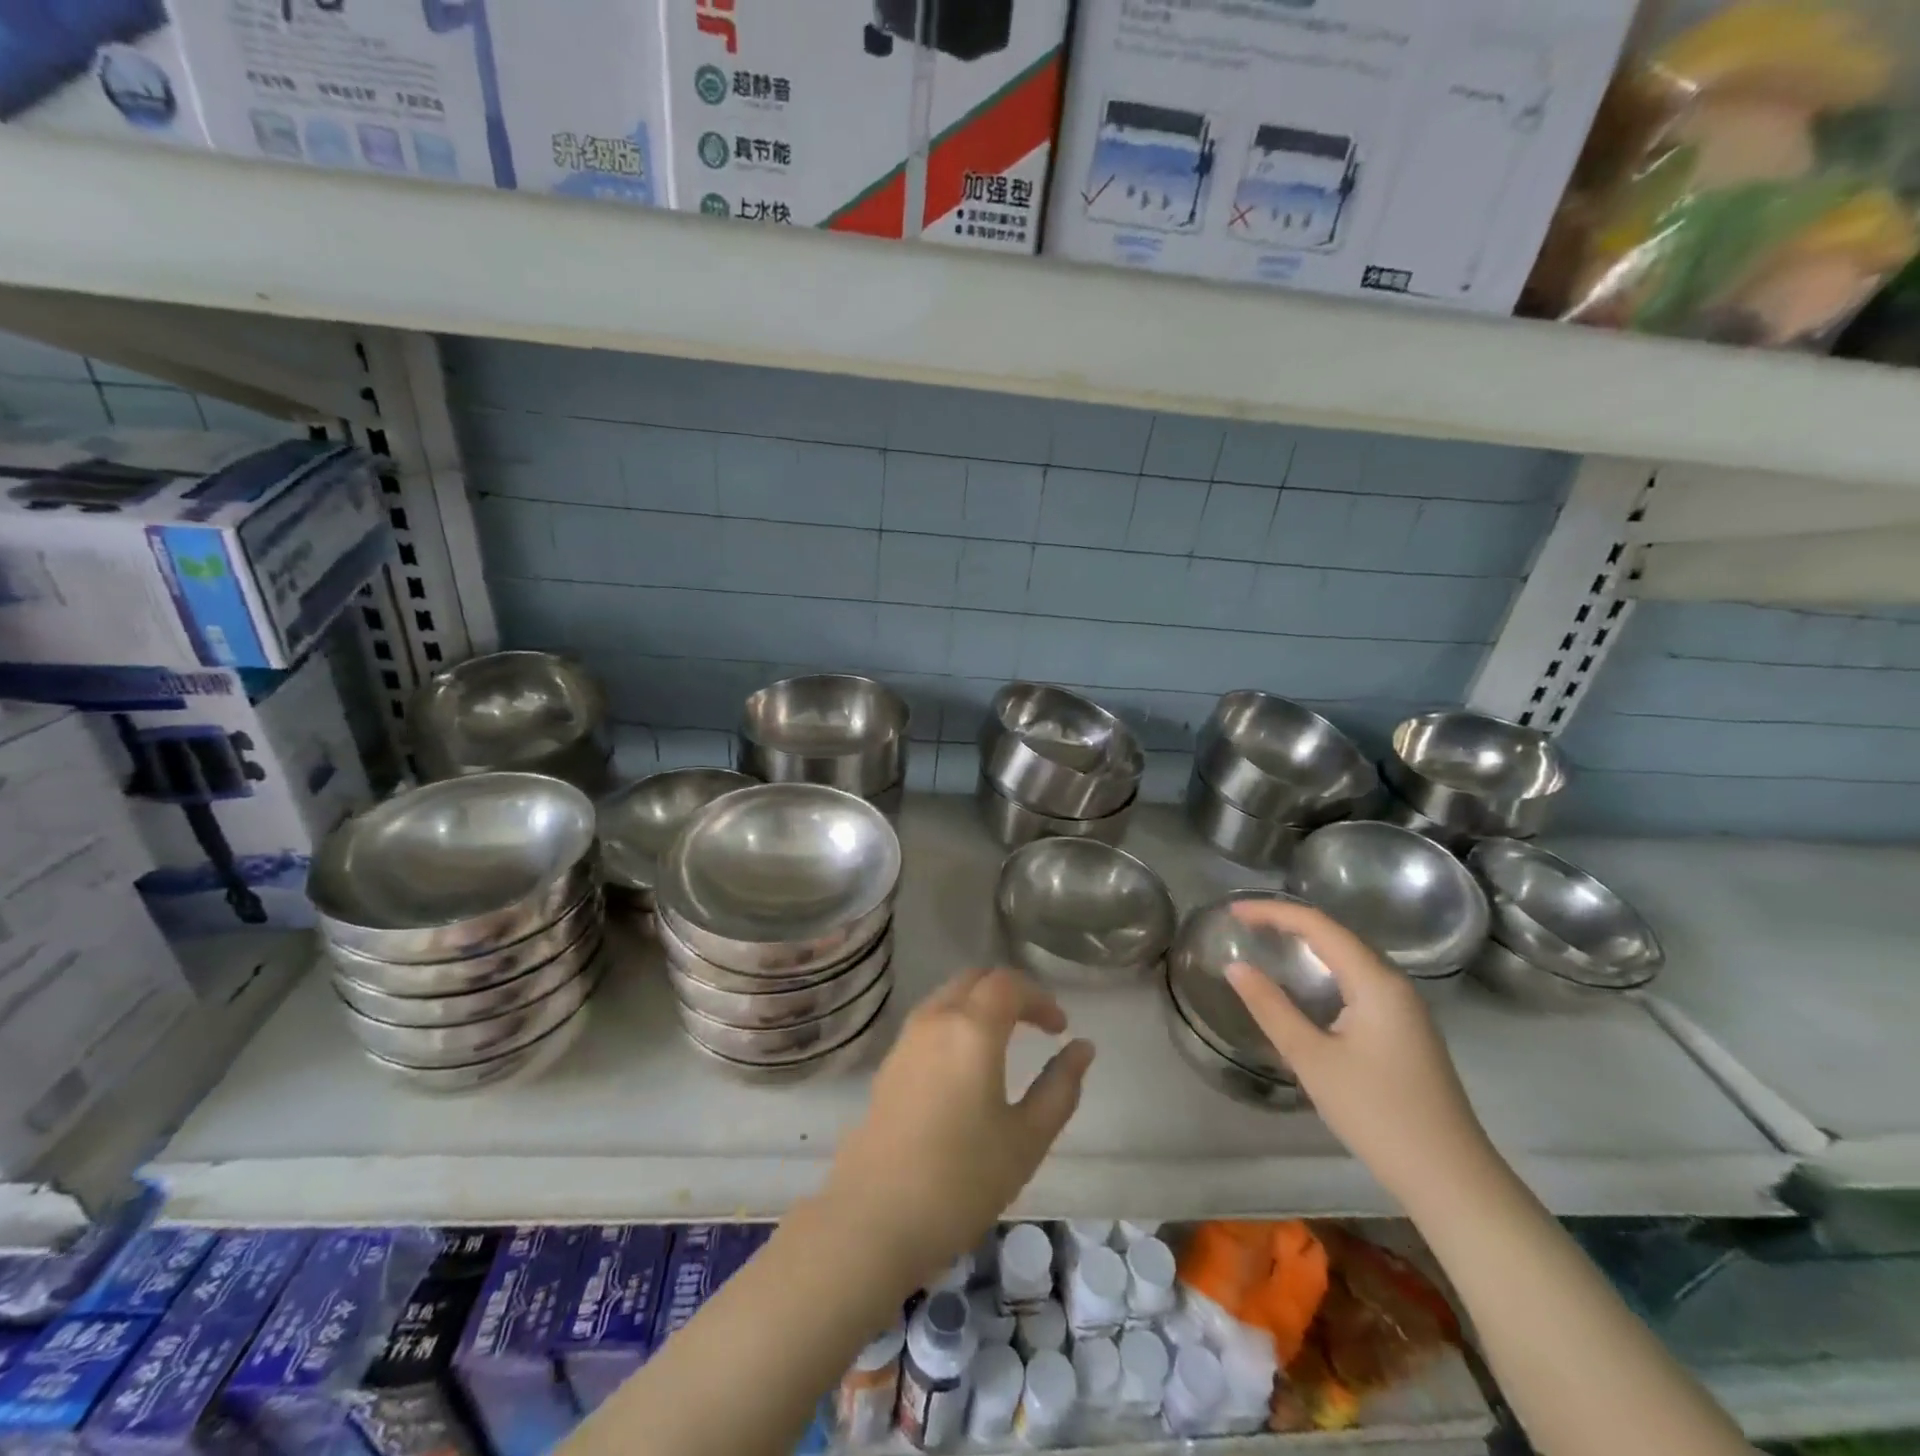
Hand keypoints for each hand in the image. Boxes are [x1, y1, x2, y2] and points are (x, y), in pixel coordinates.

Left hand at [821, 968, 1094, 1289]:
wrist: (873, 1218)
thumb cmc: (962, 1179)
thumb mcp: (1026, 1138)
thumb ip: (1060, 1087)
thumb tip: (1082, 1048)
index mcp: (972, 1028)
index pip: (1009, 984)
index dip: (1040, 998)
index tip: (1060, 1029)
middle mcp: (935, 1019)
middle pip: (975, 980)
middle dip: (1010, 992)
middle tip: (1036, 1024)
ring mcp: (906, 1039)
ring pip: (948, 996)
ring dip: (980, 1004)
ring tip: (1004, 1041)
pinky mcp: (889, 1064)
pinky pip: (929, 1020)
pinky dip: (955, 1022)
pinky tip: (966, 1064)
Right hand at [1226, 899, 1496, 1205]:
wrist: (1451, 1179)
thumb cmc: (1377, 1114)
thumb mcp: (1312, 1059)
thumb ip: (1271, 1008)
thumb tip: (1235, 966)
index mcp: (1376, 981)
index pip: (1318, 925)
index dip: (1272, 912)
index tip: (1233, 912)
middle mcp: (1394, 983)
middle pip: (1336, 934)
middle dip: (1288, 922)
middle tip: (1243, 924)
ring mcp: (1405, 1007)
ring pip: (1350, 957)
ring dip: (1308, 944)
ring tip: (1267, 942)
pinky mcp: (1405, 1029)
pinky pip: (1359, 980)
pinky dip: (1325, 969)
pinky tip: (1307, 984)